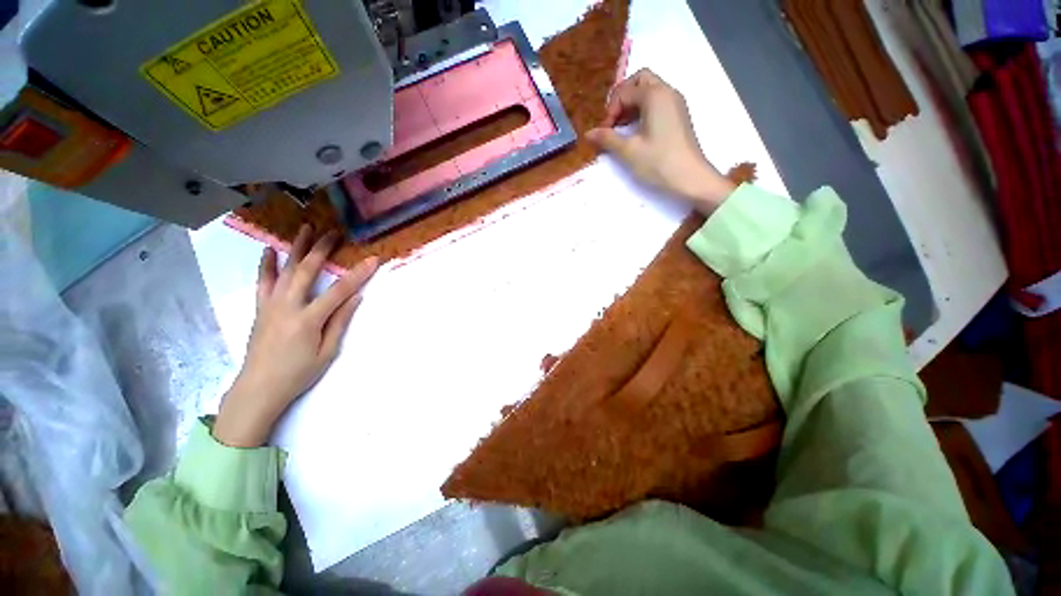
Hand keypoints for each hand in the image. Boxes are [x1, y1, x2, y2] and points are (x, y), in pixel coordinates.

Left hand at [213, 225, 378, 447]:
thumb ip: (340, 322)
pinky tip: (269, 250)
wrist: (258, 388)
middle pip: (307, 271)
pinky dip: (266, 264)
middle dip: (322, 249)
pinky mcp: (260, 308)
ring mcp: (270, 305)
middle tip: (334, 233)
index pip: (339, 290)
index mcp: (308, 319)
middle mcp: (287, 306)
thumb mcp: (327, 352)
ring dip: (296, 248)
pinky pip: (263, 281)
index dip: (358, 274)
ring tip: (305, 229)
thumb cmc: (298, 374)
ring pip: (285, 270)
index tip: (373, 259)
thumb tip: (355, 297)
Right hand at [586, 69, 735, 213]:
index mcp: (655, 95)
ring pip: (649, 91)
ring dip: (632, 105)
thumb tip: (588, 133)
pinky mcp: (678, 115)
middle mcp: (667, 92)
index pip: (625, 91)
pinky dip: (643, 110)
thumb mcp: (628, 151)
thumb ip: (607, 139)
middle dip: (622, 98)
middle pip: (639, 81)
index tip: (605, 132)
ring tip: (622, 130)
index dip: (611, 110)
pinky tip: (637, 132)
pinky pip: (657, 102)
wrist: (690, 177)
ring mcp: (675, 103)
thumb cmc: (658, 162)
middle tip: (613, 122)